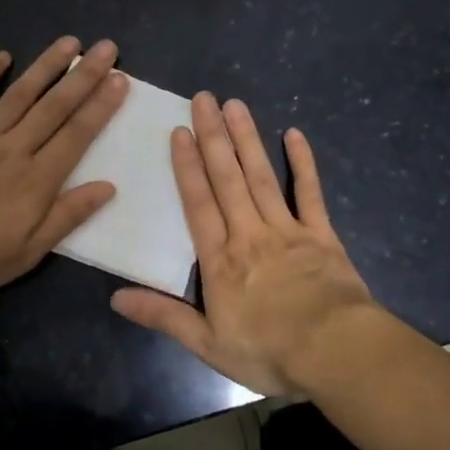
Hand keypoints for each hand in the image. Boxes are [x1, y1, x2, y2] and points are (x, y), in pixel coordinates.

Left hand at [0, 38, 128, 299]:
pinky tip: (2, 55)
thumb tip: (108, 187)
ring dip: (46, 67)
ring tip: (70, 42)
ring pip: (19, 94)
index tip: (120, 80)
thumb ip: (67, 216)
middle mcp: (14, 149)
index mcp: (37, 180)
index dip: (101, 107)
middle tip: (107, 48)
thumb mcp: (27, 252)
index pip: (77, 135)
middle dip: (84, 76)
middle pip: (55, 107)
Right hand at [111, 94, 374, 397]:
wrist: (334, 351)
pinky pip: (310, 193)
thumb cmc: (269, 351)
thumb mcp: (208, 344)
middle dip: (214, 137)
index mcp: (221, 259)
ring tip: (236, 105)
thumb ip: (164, 316)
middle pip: (228, 179)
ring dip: (247, 139)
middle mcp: (250, 233)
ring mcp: (288, 229)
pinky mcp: (322, 234)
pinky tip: (294, 134)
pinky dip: (303, 163)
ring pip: (262, 176)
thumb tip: (115, 298)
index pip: (199, 203)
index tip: (180, 132)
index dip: (188, 166)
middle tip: (204, 98)